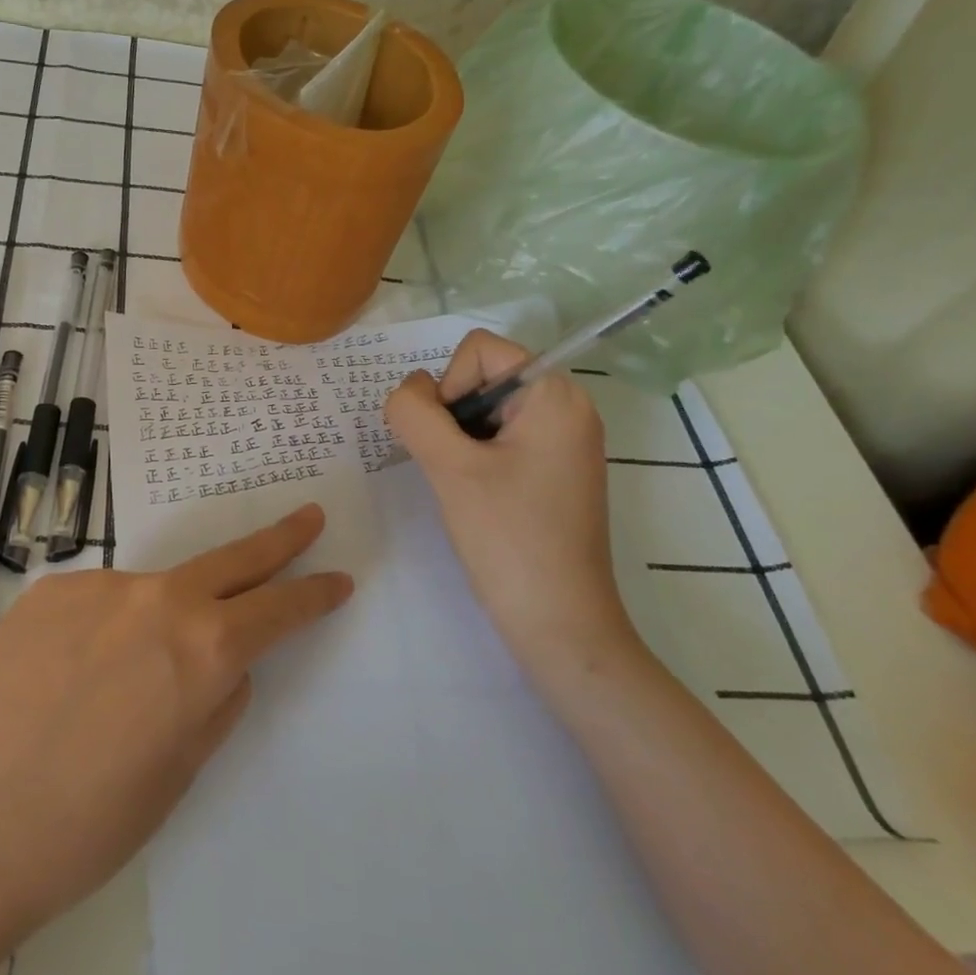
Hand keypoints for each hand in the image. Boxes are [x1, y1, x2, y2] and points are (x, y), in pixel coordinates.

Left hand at [0, 505, 351, 948]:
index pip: (279, 609)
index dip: (313, 594)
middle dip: (279, 539)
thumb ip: (213, 704)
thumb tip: (226, 667)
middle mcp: (159, 599)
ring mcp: (100, 586)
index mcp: (203, 650)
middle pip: (235, 559)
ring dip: (164, 617)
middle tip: (308, 516)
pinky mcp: (51, 590)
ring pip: (155, 591)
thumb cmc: (84, 825)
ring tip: (122, 686)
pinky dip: (105, 630)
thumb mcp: (176, 775)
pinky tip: (70, 678)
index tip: (337, 579)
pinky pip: (100, 603)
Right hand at [384, 330, 635, 681]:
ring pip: (487, 410)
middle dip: (453, 415)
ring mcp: (564, 442)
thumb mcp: (450, 468)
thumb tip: (408, 391)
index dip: (449, 386)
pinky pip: (502, 438)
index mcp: (555, 395)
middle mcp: (568, 408)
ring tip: (463, 486)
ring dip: (459, 439)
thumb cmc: (509, 539)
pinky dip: (476, 456)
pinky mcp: (554, 471)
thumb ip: (415, 413)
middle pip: (484, 376)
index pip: (480, 351)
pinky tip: (475, 497)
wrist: (559, 624)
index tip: (451, 442)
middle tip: (452, 467)